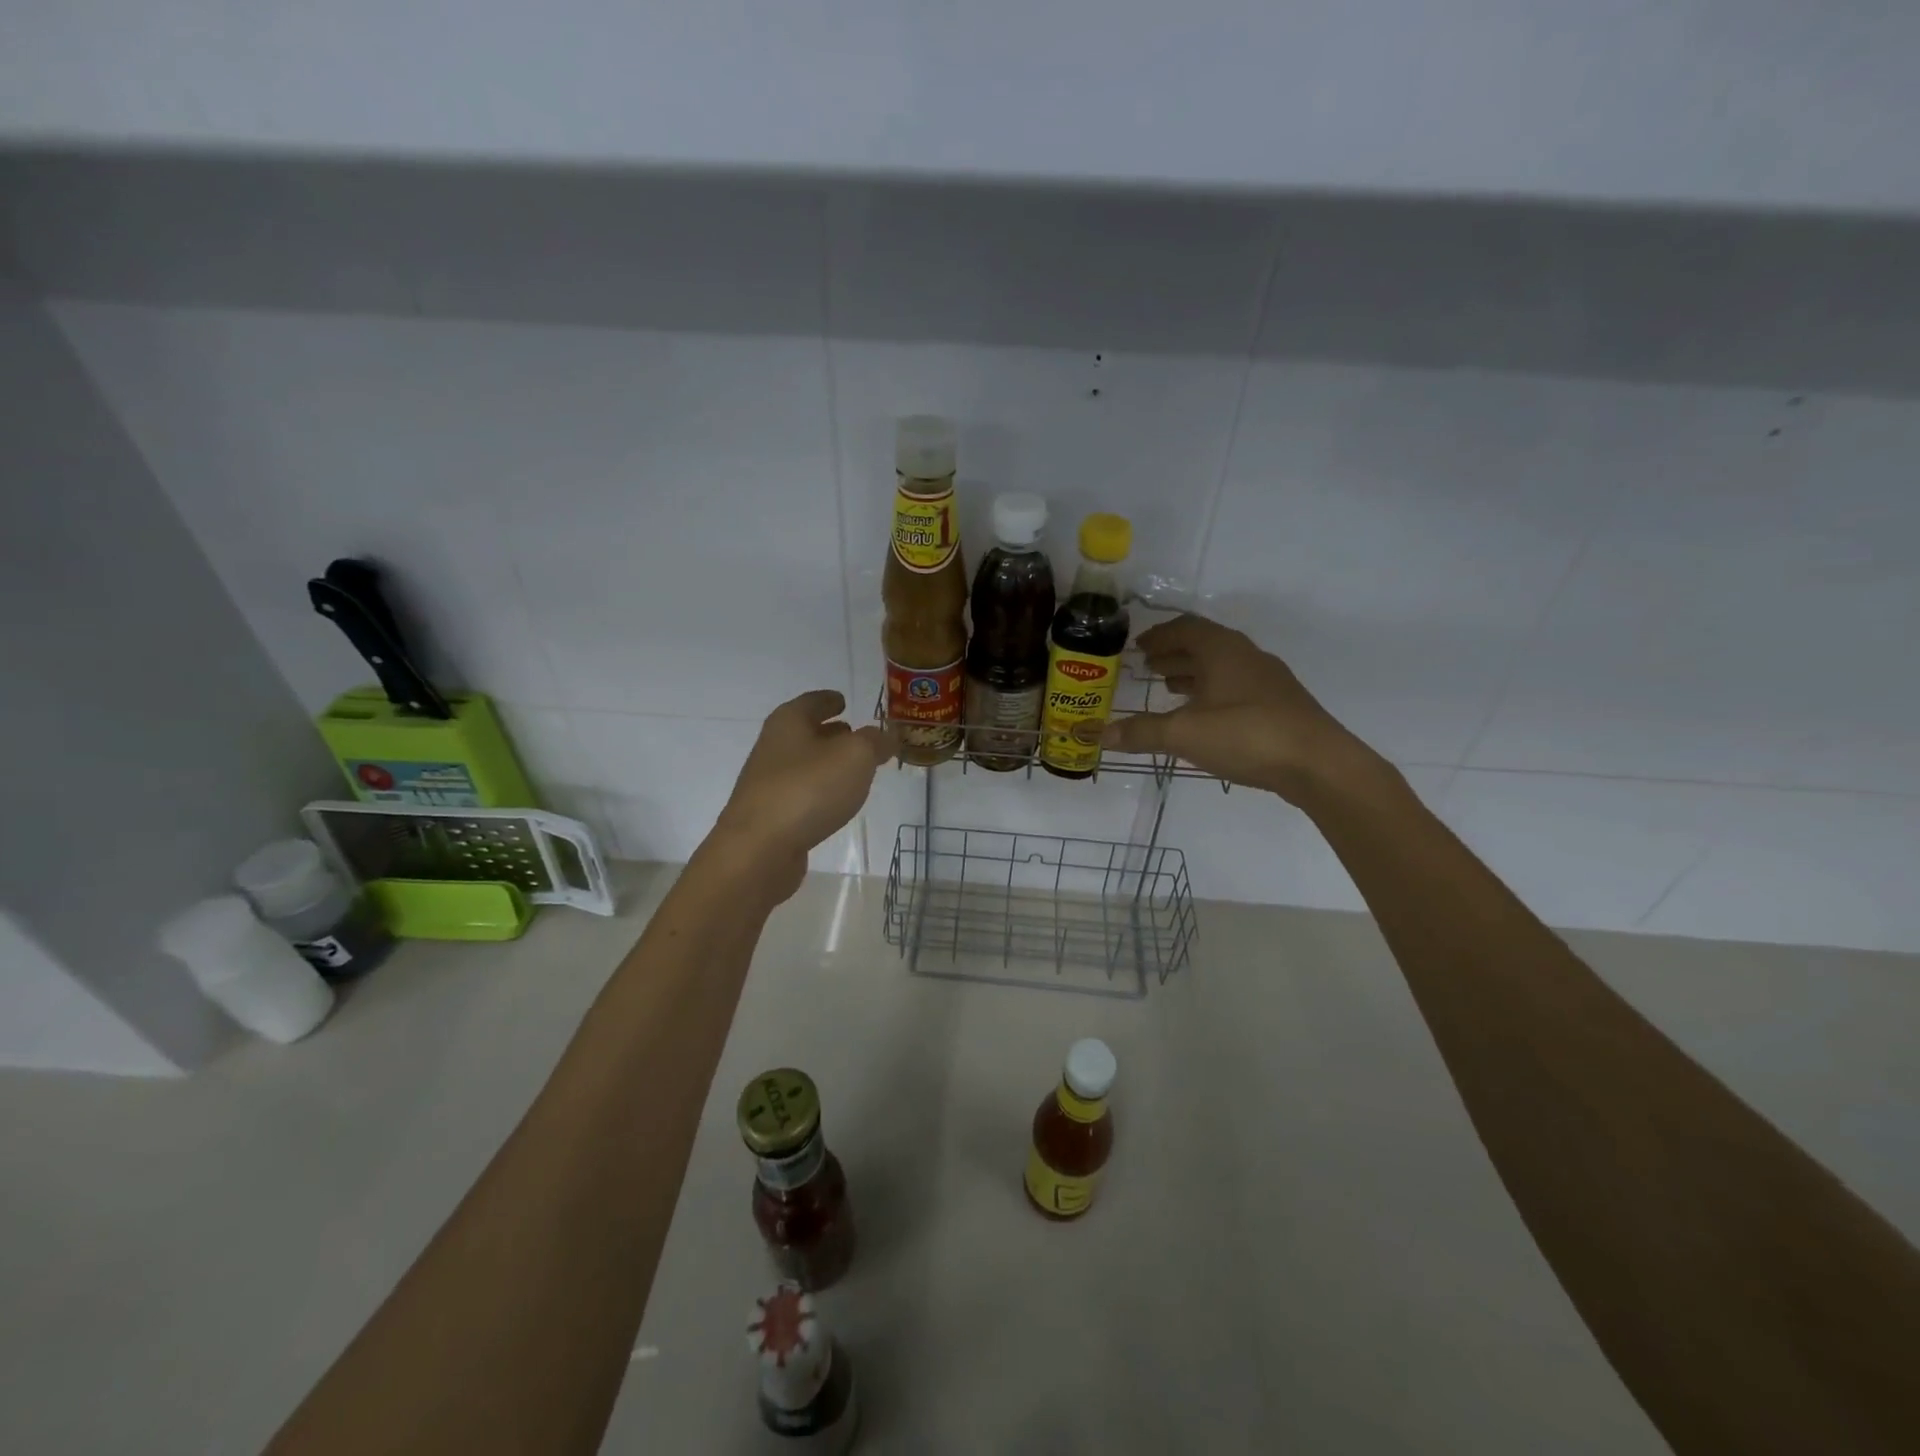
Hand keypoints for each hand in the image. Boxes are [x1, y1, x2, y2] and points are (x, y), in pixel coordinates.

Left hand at [706, 690, 895, 899]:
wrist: (759, 850)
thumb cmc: (808, 790)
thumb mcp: (856, 756)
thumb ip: (875, 741)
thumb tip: (887, 736)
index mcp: (789, 722)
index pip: (812, 701)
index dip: (830, 700)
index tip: (843, 700)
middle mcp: (773, 747)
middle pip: (804, 732)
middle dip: (831, 732)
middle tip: (856, 735)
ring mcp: (768, 783)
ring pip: (803, 763)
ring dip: (826, 763)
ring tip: (854, 769)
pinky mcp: (770, 815)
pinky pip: (801, 793)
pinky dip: (819, 790)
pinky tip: (835, 802)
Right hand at [1102, 615, 1365, 803]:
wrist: (1319, 763)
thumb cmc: (1247, 735)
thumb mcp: (1185, 734)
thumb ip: (1141, 732)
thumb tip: (1099, 735)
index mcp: (1222, 650)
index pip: (1184, 628)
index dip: (1158, 636)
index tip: (1136, 648)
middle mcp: (1245, 656)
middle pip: (1204, 645)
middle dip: (1173, 654)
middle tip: (1147, 667)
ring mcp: (1267, 680)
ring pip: (1222, 666)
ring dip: (1193, 673)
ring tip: (1168, 688)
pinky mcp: (1279, 704)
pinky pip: (1236, 686)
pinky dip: (1212, 691)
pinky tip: (1204, 715)